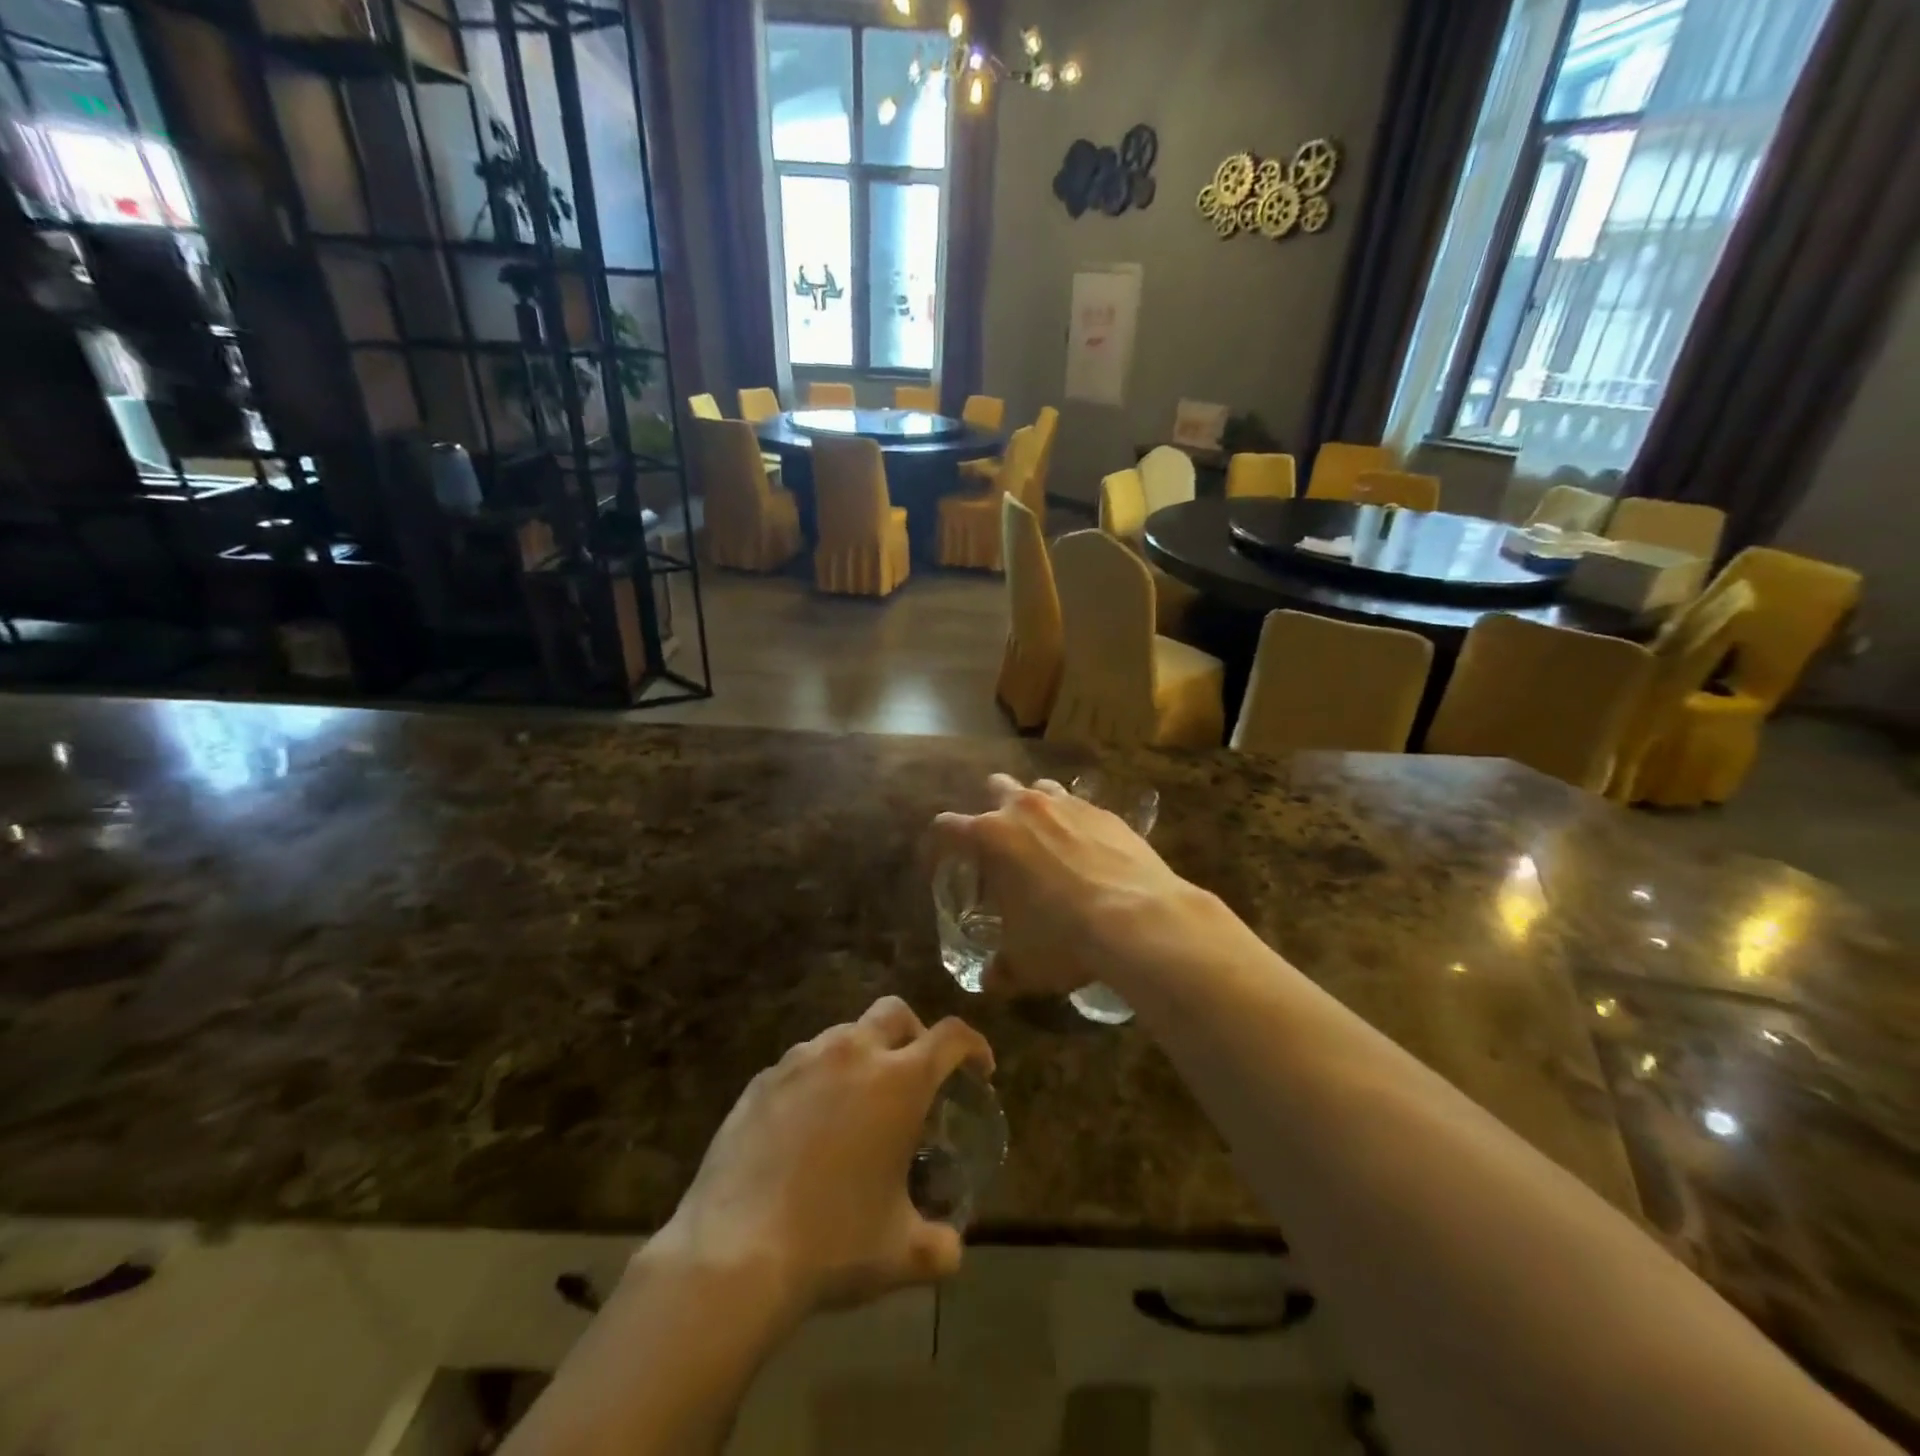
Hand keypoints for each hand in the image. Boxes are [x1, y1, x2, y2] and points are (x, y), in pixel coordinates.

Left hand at [646, 997, 992, 1321]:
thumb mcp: (900, 1253)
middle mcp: (852, 1053)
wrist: (733, 1253)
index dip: (974, 1046)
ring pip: (845, 1033)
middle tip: (916, 1075)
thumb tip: (952, 1248)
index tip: (980, 1069)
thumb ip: (940, 1245)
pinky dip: (819, 1079)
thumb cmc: (832, 1243)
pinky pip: (802, 1062)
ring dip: (863, 1055)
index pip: (950, 1036)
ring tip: (857, 1105)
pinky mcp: (762, 1079)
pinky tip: (808, 1126)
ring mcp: (801, 1060)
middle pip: (895, 1012)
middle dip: (915, 1033)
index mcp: (898, 1081)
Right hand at [929, 774, 1224, 999]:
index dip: (940, 844)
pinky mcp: (1106, 811)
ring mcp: (1068, 804)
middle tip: (1000, 846)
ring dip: (1035, 809)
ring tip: (1044, 842)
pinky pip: (1081, 807)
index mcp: (991, 837)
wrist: (1140, 919)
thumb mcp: (1024, 963)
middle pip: (995, 787)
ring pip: (1040, 788)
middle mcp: (1025, 808)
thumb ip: (1000, 969)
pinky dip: (1076, 823)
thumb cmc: (1064, 938)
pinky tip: (1088, 853)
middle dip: (992, 810)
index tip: (943, 861)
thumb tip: (991, 979)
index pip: (946, 828)